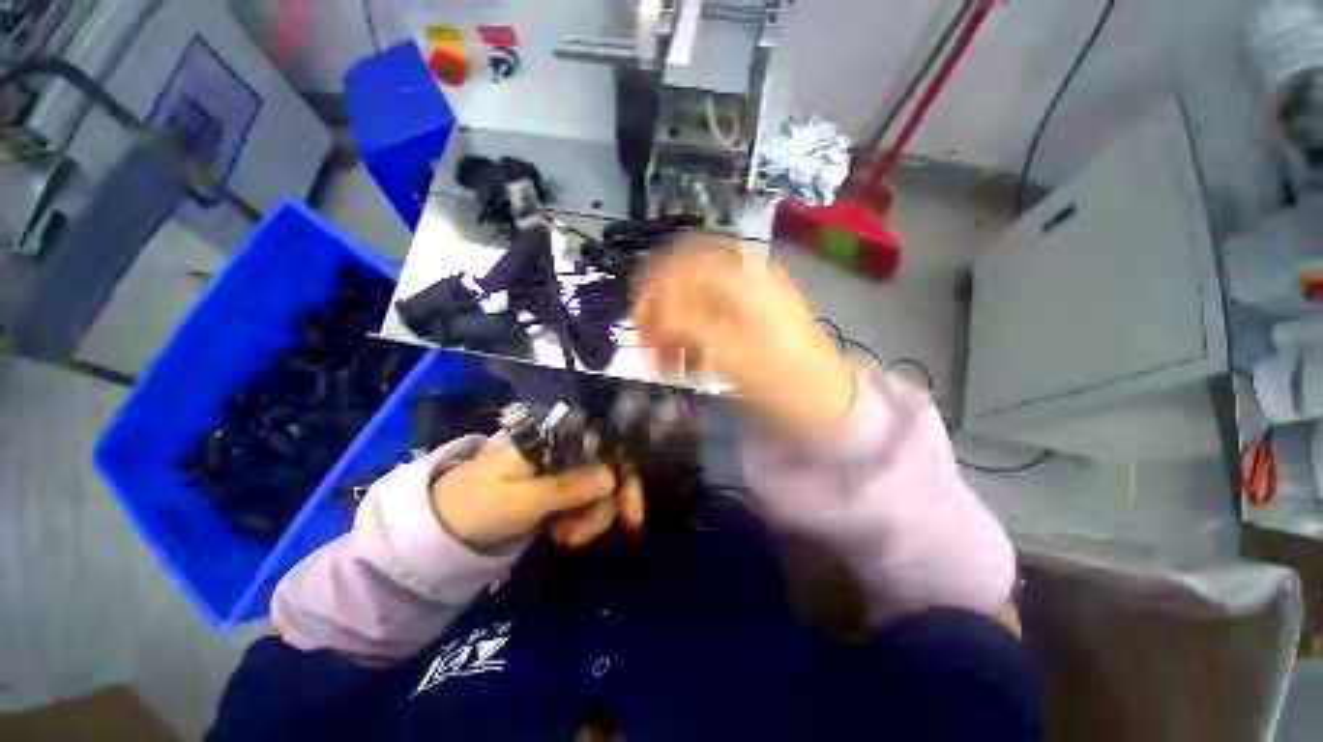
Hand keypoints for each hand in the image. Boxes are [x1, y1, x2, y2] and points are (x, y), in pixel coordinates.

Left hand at [430, 438, 644, 548]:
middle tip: (584, 537)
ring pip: (599, 486)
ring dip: (591, 516)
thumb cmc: (478, 503)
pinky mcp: (560, 485)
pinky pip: (585, 498)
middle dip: (605, 504)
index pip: (605, 443)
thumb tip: (611, 478)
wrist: (446, 523)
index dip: (624, 472)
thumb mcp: (522, 500)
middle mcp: (566, 446)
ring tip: (565, 539)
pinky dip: (582, 519)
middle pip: (607, 466)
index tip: (631, 512)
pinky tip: (563, 535)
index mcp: (554, 437)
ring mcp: (564, 466)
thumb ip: (567, 488)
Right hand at [635, 236, 855, 432]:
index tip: (640, 323)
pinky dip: (691, 335)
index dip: (655, 288)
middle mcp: (745, 276)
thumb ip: (687, 327)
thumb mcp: (731, 355)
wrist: (829, 401)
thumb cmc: (784, 379)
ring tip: (666, 362)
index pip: (683, 262)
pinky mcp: (750, 317)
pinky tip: (687, 361)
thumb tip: (653, 314)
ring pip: (695, 298)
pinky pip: (709, 315)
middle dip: (661, 307)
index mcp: (743, 278)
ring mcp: (750, 296)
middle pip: (686, 276)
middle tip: (648, 341)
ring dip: (674, 325)